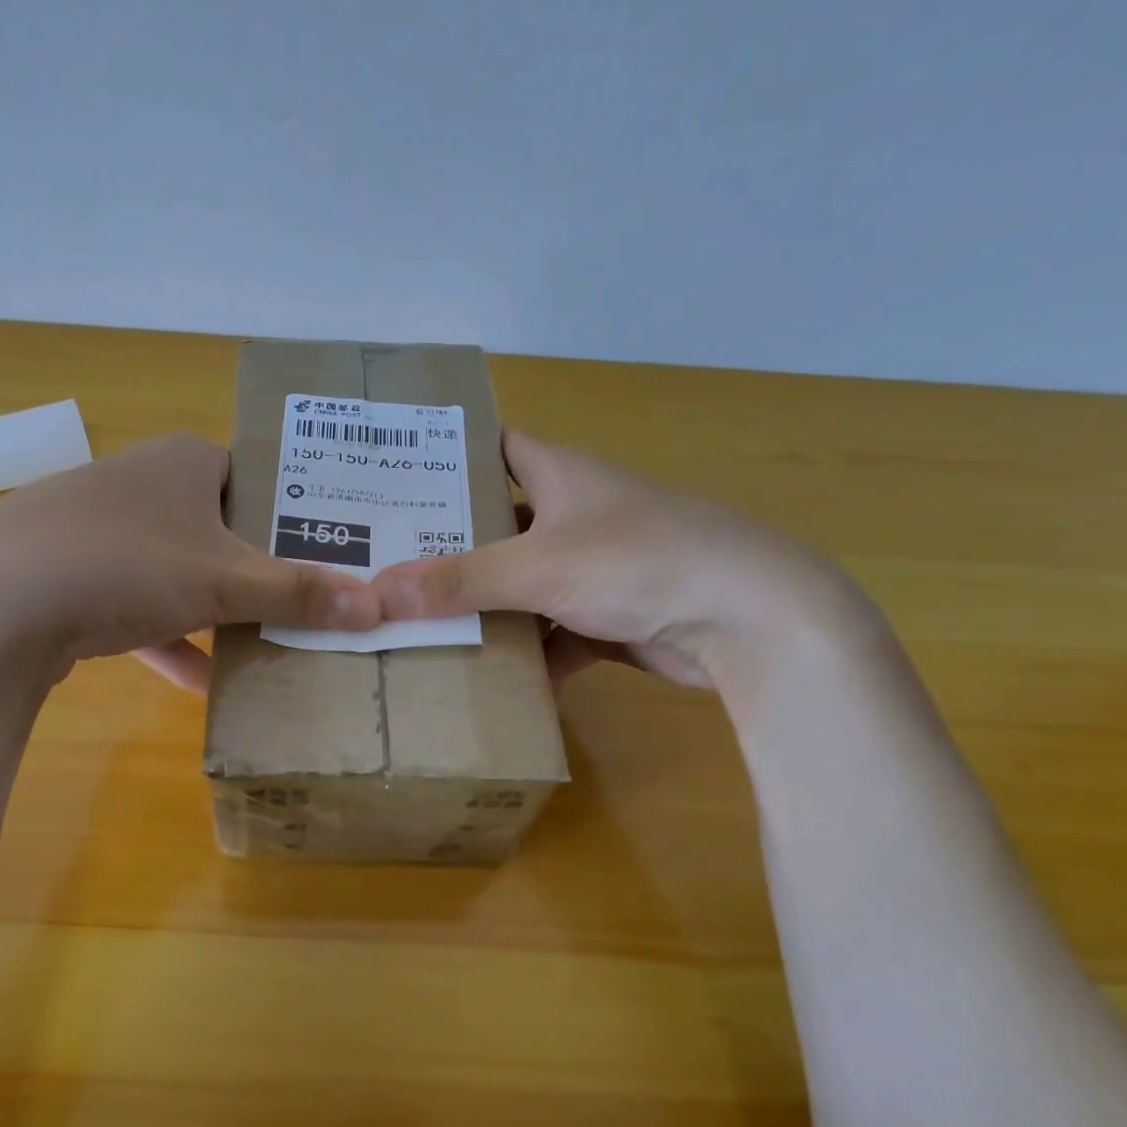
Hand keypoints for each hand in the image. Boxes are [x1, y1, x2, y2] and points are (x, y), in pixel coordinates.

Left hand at [0, 433, 380, 682]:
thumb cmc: (126, 562)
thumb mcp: (224, 579)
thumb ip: (298, 593)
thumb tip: (377, 607)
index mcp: (187, 461)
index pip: (263, 477)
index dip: (302, 516)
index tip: (339, 556)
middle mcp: (146, 485)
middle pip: (226, 529)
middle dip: (266, 573)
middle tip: (316, 606)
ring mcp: (107, 531)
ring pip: (184, 572)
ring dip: (222, 612)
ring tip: (275, 644)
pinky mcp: (79, 579)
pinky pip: (144, 610)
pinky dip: (175, 642)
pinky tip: (207, 684)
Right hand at [372, 430, 872, 694]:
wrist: (748, 620)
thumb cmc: (639, 561)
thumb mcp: (539, 566)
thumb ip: (460, 581)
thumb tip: (378, 594)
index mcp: (560, 475)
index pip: (494, 447)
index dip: (449, 457)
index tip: (396, 480)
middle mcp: (575, 514)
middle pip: (500, 523)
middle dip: (450, 546)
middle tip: (388, 566)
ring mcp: (595, 568)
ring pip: (523, 584)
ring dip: (485, 607)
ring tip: (421, 626)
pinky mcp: (611, 617)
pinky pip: (553, 633)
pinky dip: (528, 654)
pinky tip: (488, 679)